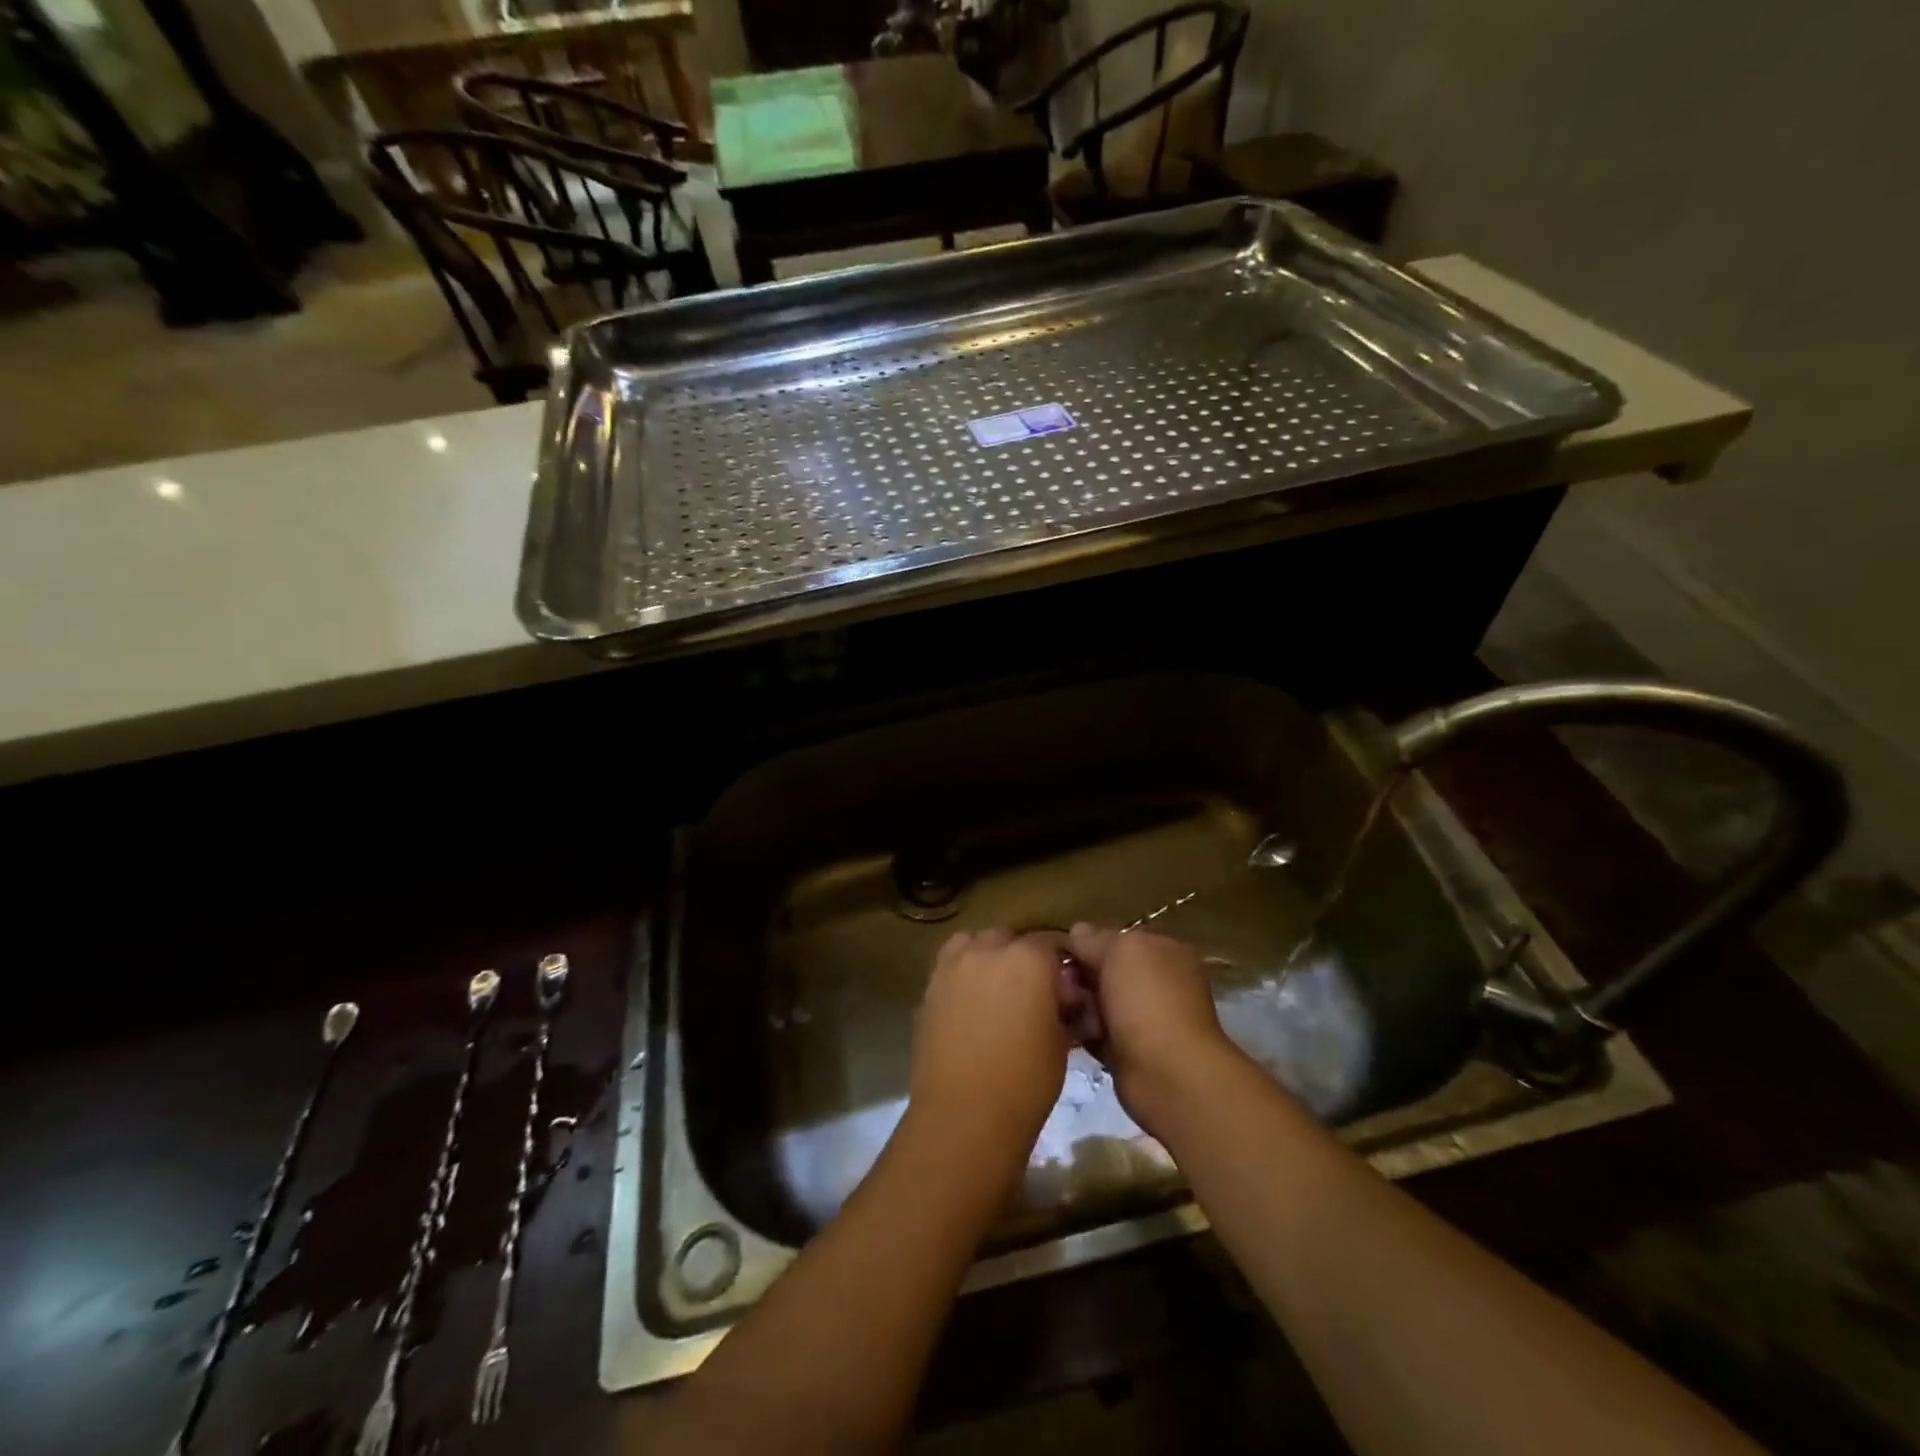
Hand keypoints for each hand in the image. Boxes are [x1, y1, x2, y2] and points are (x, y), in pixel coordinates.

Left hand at [910, 929, 1071, 1157]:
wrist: (964, 1114)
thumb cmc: (1026, 1081)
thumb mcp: (1061, 1042)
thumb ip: (1062, 1008)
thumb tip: (1064, 1000)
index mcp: (1028, 958)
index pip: (1052, 944)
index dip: (1061, 965)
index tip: (1067, 989)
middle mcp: (988, 950)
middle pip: (1010, 939)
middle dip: (1023, 957)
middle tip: (1032, 992)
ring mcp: (953, 966)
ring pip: (974, 943)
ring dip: (988, 957)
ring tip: (997, 990)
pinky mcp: (930, 987)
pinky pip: (951, 965)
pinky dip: (963, 974)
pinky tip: (971, 1003)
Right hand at [1064, 923, 1241, 1134]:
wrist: (1168, 1072)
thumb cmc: (1147, 1000)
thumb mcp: (1120, 951)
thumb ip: (1095, 939)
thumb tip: (1077, 931)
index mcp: (1163, 951)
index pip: (1118, 939)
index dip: (1088, 943)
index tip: (1061, 952)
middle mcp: (1157, 982)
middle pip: (1105, 971)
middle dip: (1080, 976)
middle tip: (1059, 984)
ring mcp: (1144, 1018)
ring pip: (1097, 1002)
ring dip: (1078, 1005)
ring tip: (1064, 1010)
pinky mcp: (1129, 1051)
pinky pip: (1095, 1032)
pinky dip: (1082, 1032)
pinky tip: (1068, 1031)